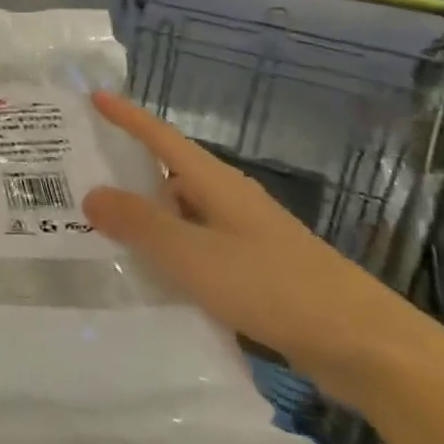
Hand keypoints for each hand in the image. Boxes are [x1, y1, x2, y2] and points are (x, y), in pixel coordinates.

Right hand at [84, 91, 432, 401]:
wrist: (364, 346)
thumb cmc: (272, 287)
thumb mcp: (193, 255)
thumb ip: (139, 224)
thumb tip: (91, 193)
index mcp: (215, 183)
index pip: (161, 137)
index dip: (126, 116)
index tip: (93, 97)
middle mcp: (229, 200)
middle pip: (169, 172)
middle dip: (126, 170)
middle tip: (78, 174)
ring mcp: (245, 235)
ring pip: (182, 213)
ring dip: (145, 215)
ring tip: (99, 226)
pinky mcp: (256, 269)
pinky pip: (197, 246)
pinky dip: (169, 249)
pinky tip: (151, 274)